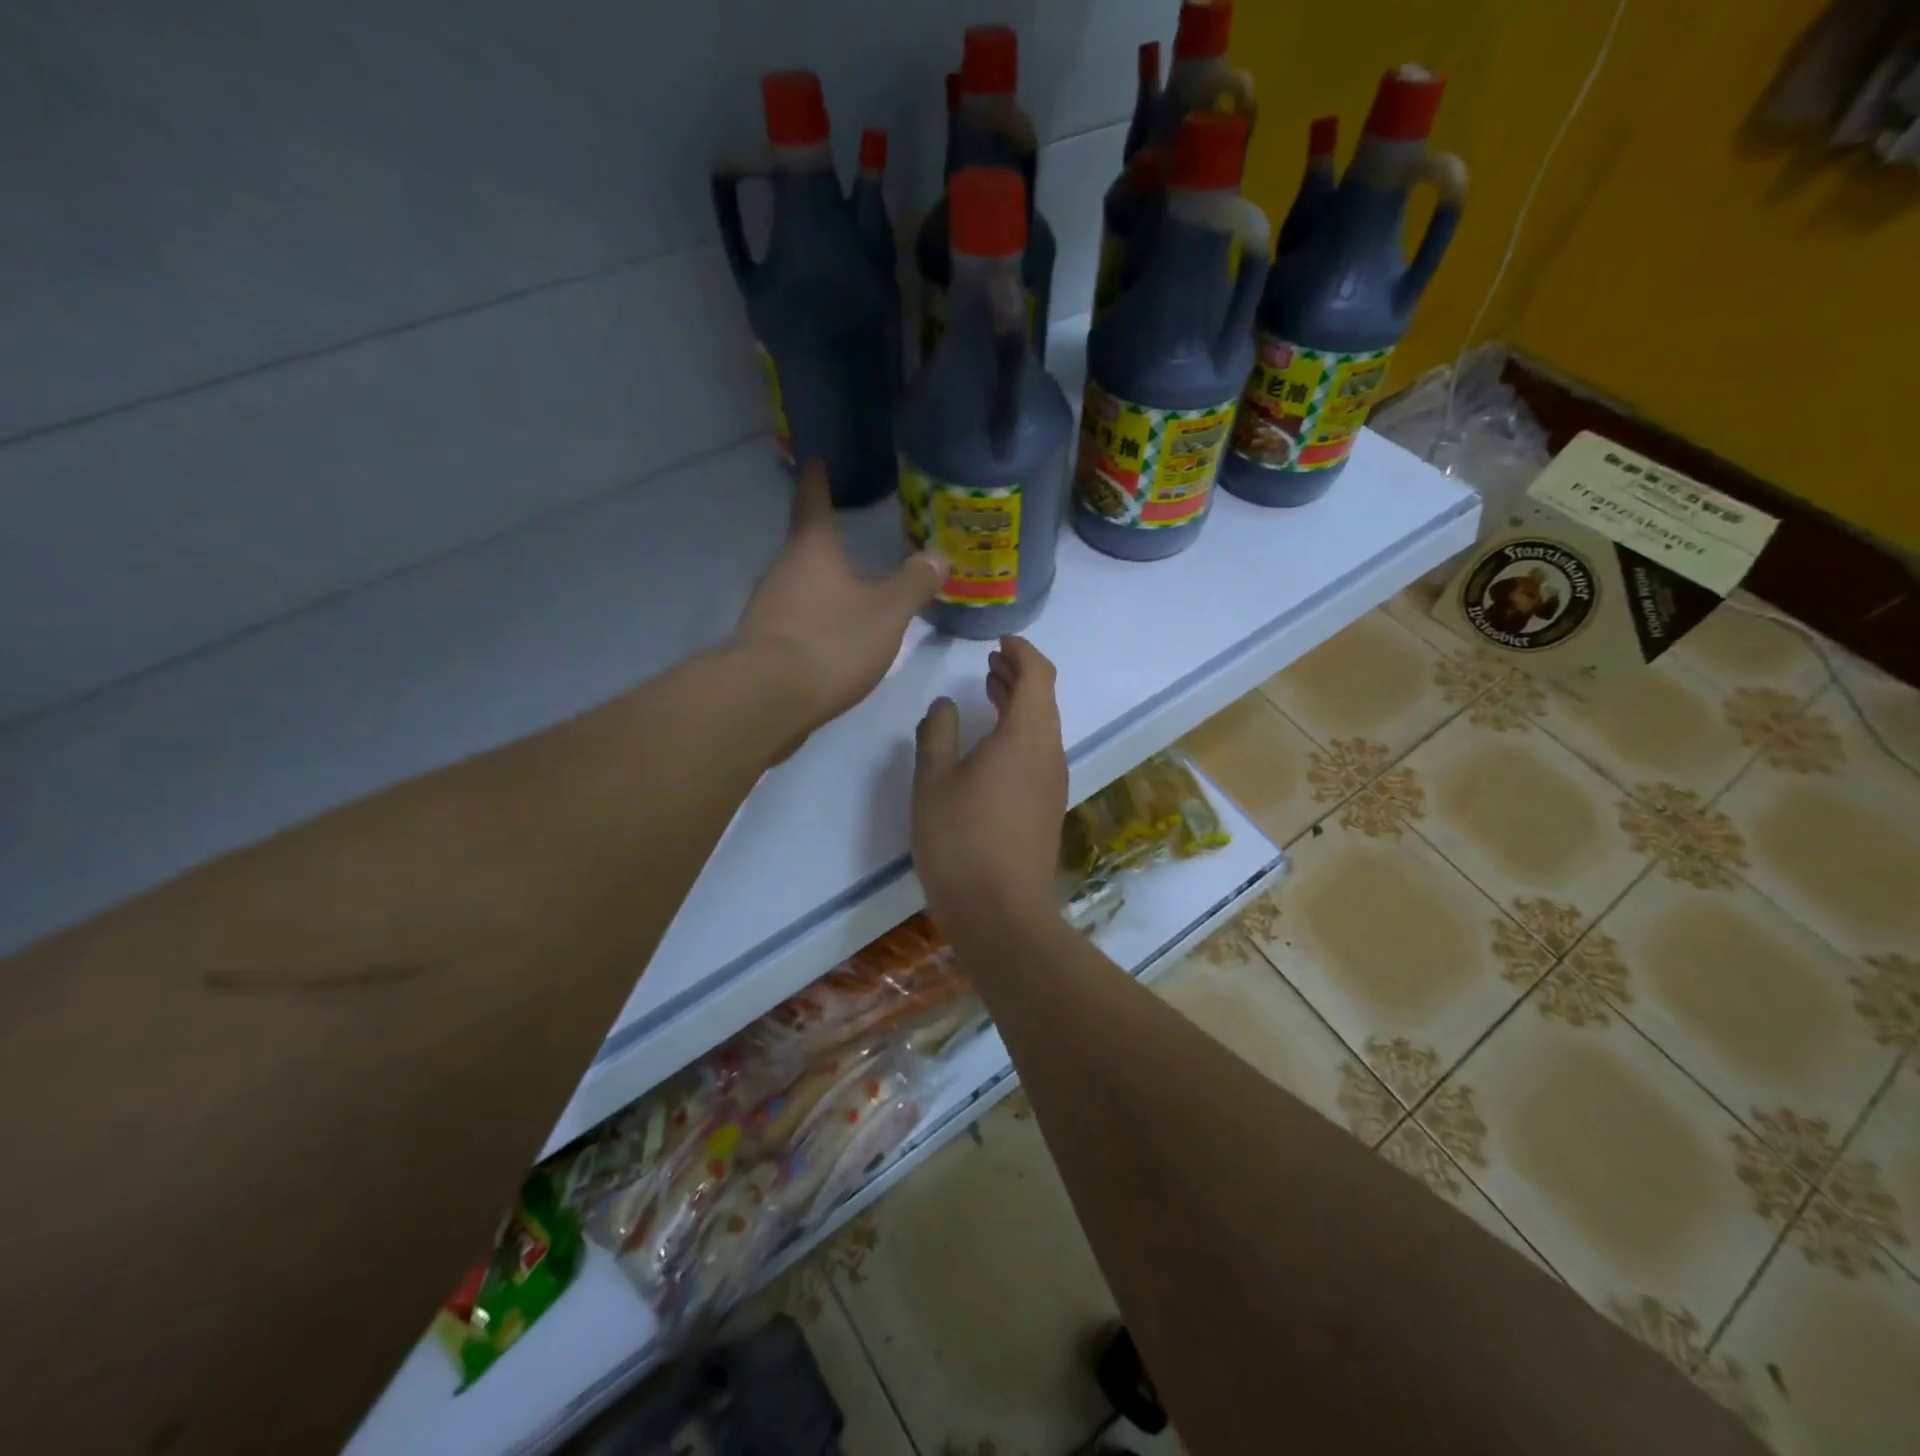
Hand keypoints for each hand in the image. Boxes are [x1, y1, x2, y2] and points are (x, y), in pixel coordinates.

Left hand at [734, 459, 945, 737]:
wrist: (770, 700)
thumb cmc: (833, 642)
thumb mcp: (887, 613)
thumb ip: (914, 583)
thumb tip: (938, 556)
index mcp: (811, 550)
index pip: (812, 502)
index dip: (817, 480)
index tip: (815, 459)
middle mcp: (782, 570)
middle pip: (804, 547)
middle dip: (825, 542)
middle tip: (849, 535)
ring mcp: (766, 608)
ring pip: (798, 585)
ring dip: (820, 584)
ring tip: (849, 590)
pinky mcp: (763, 644)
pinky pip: (793, 618)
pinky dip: (813, 618)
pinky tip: (832, 636)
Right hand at [912, 636, 1068, 937]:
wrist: (1001, 913)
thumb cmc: (961, 839)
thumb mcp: (934, 781)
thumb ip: (938, 734)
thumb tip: (945, 706)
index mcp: (1027, 736)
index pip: (1038, 675)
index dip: (1022, 652)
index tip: (1000, 642)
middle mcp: (1049, 753)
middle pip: (1043, 699)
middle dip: (1018, 675)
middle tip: (990, 663)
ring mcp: (1052, 783)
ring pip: (1041, 728)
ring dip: (1018, 704)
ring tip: (990, 692)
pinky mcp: (1046, 807)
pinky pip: (1038, 753)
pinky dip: (1019, 732)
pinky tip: (992, 745)